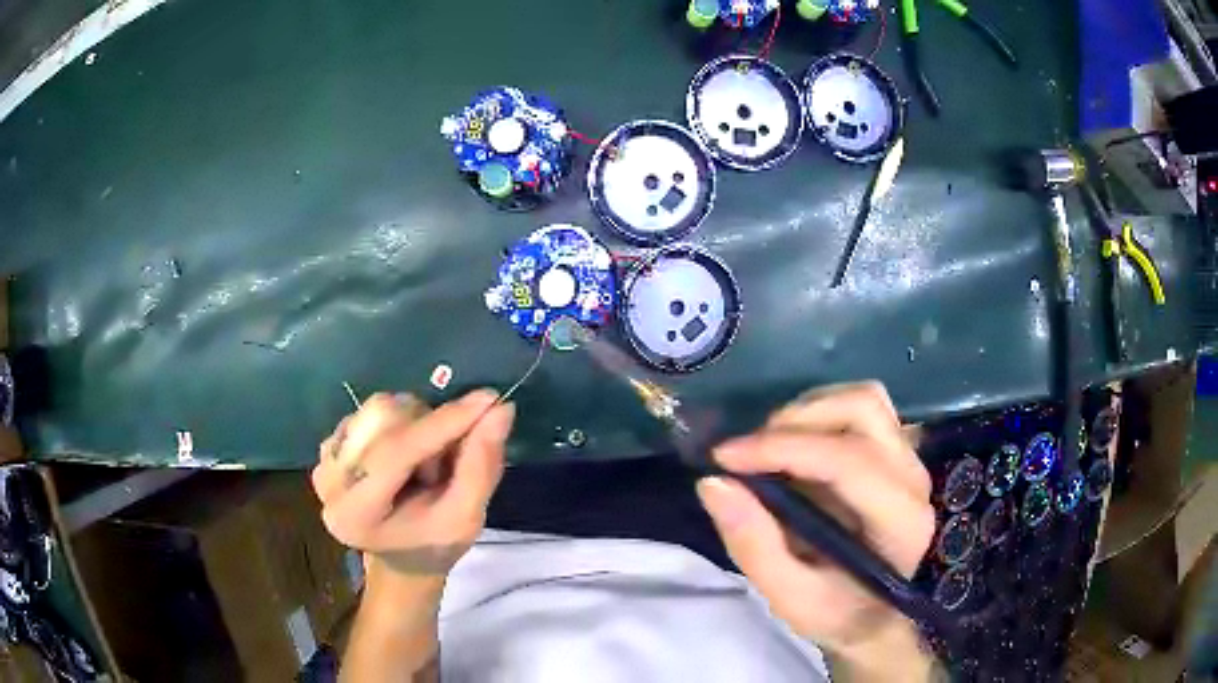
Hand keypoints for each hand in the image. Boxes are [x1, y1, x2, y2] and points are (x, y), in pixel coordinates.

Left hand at [311, 389, 513, 579]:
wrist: (400, 555)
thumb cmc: (434, 544)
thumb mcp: (467, 518)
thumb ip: (481, 466)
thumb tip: (499, 409)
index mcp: (354, 514)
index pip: (394, 453)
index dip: (442, 423)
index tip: (488, 400)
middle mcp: (327, 481)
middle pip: (384, 421)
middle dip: (430, 430)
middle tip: (448, 463)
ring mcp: (323, 458)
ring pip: (380, 409)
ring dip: (418, 426)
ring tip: (425, 466)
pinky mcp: (329, 443)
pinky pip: (373, 411)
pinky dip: (403, 423)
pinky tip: (406, 457)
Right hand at [696, 383, 935, 670]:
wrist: (872, 616)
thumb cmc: (836, 613)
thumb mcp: (789, 598)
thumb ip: (754, 545)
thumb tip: (714, 483)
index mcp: (901, 521)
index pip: (849, 460)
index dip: (783, 448)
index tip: (725, 457)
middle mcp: (913, 478)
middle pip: (864, 409)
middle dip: (797, 420)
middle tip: (749, 454)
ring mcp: (909, 460)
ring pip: (863, 400)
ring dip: (808, 412)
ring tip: (770, 447)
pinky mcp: (896, 453)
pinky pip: (860, 410)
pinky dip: (818, 417)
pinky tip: (794, 449)